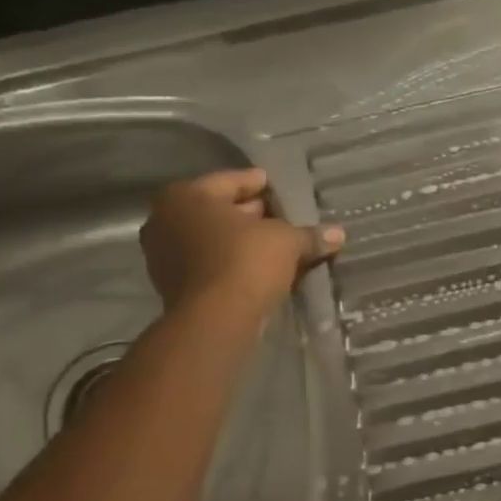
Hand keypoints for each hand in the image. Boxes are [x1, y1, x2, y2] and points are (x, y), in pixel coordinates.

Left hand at [140, 168, 343, 314]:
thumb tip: (338, 234)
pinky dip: (229, 261)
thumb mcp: (287, 241)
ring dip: (239, 240)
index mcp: (187, 195)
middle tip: (280, 216)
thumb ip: (309, 235)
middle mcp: (166, 219)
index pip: (231, 180)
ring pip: (210, 238)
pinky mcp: (170, 285)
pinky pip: (207, 262)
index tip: (277, 187)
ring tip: (273, 243)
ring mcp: (163, 254)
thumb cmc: (246, 262)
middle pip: (217, 209)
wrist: (215, 320)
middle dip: (250, 213)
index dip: (258, 183)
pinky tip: (257, 267)